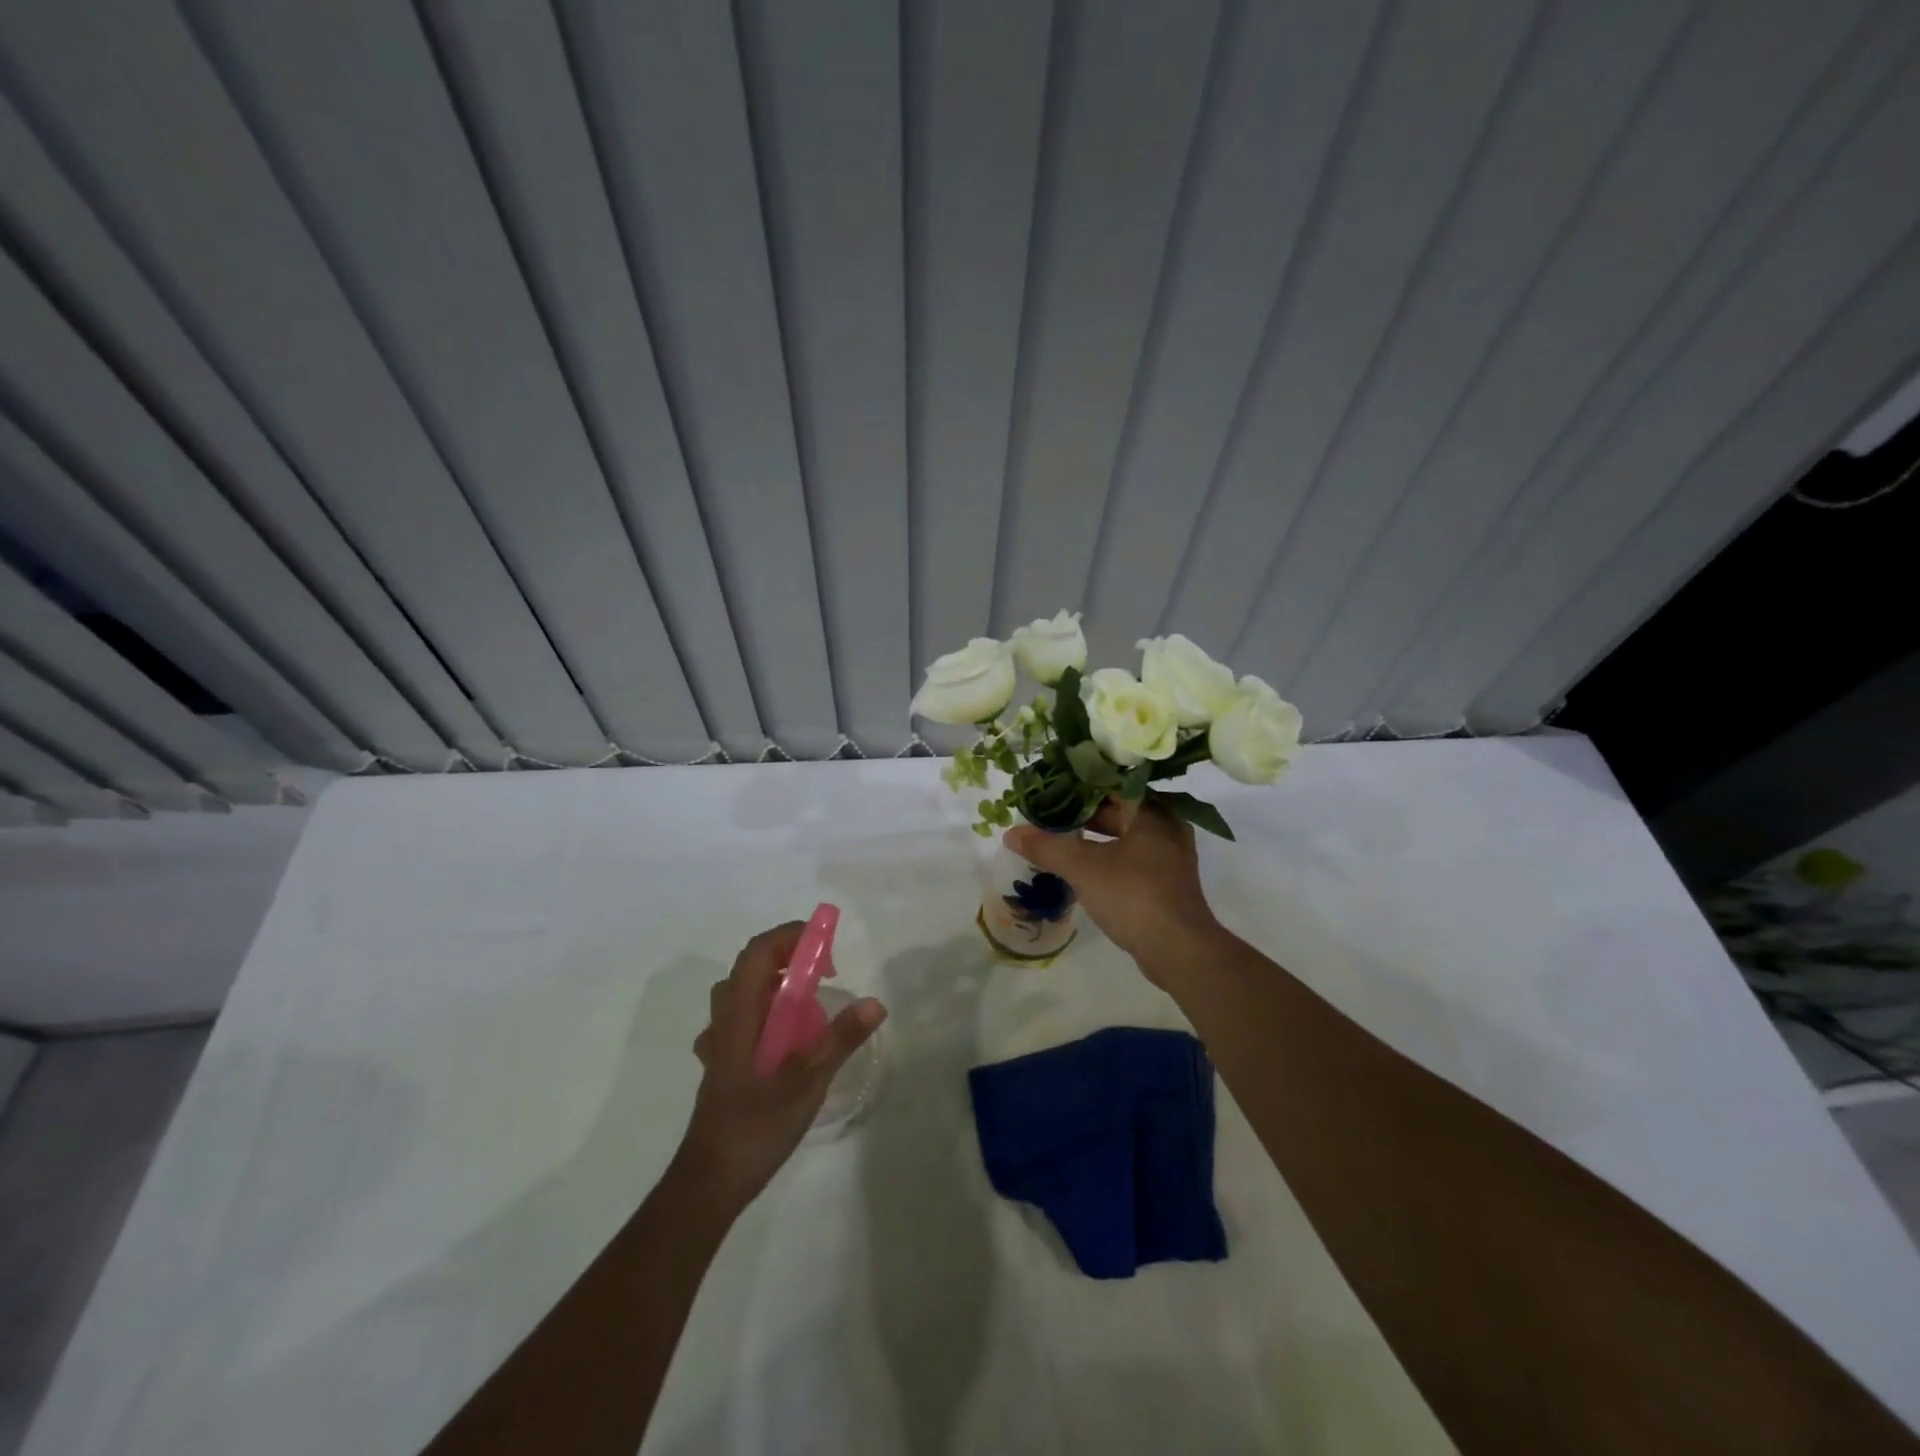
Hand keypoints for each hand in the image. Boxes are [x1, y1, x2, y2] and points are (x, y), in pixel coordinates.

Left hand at [676, 923, 885, 1210]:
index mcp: (740, 1014)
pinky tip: (787, 1038)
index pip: (760, 952)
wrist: (709, 1183)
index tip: (827, 948)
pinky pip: (743, 1018)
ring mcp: (720, 1042)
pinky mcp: (723, 1063)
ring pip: (744, 992)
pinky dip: (767, 1011)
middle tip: (825, 973)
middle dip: (790, 956)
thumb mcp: (806, 1083)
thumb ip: (840, 1040)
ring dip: (777, 983)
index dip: (791, 936)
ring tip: (810, 1002)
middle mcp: (725, 1019)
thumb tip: (875, 1002)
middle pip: (751, 966)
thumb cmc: (754, 1127)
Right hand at [1005, 799, 1221, 981]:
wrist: (1179, 950)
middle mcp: (1167, 825)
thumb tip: (1010, 833)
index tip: (1050, 789)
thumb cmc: (1132, 895)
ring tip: (1061, 838)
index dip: (1077, 786)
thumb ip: (1046, 847)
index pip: (1109, 784)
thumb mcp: (1082, 868)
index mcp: (1151, 810)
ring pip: (1126, 835)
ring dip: (1095, 837)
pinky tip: (1085, 866)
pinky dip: (1109, 856)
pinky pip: (1134, 857)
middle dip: (1083, 813)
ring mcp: (1172, 855)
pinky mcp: (1169, 881)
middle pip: (1118, 809)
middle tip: (1049, 814)